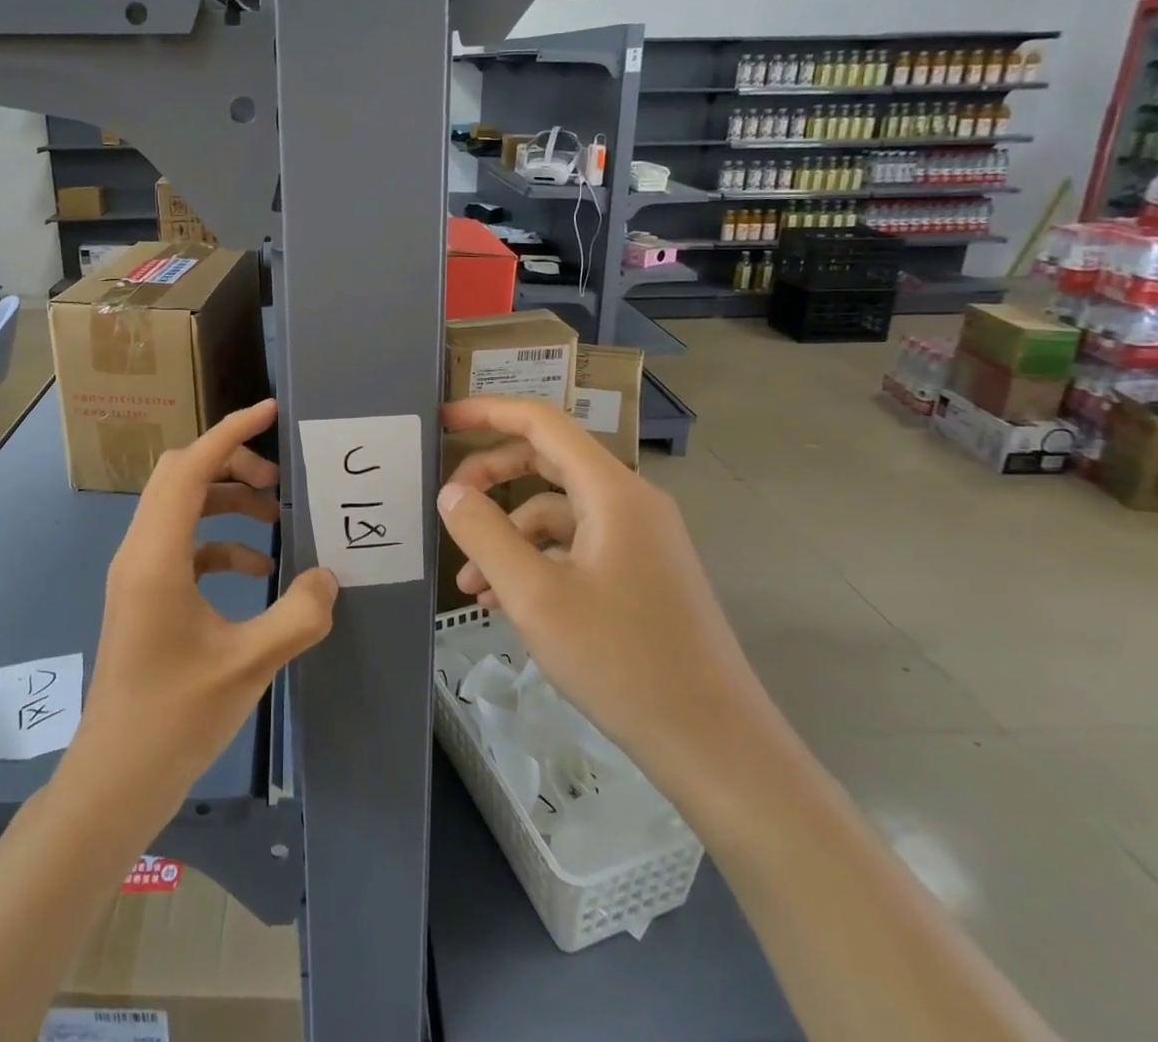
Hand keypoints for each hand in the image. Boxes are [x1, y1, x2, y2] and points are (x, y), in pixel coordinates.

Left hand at [69, 398, 337, 815]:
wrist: (114, 781)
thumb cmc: (175, 719)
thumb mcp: (249, 664)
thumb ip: (298, 614)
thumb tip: (329, 577)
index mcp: (157, 555)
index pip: (192, 466)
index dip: (231, 431)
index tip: (271, 411)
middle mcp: (140, 551)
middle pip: (182, 475)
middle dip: (233, 464)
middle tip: (280, 480)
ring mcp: (138, 574)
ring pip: (182, 508)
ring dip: (228, 501)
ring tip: (277, 517)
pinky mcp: (145, 596)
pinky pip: (184, 545)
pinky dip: (220, 542)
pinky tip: (258, 569)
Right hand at [438, 396, 778, 808]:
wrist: (714, 745)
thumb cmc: (622, 662)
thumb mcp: (535, 597)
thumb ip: (485, 534)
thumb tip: (451, 493)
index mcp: (613, 491)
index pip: (542, 423)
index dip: (489, 412)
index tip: (443, 420)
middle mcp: (630, 502)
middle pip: (548, 462)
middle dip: (492, 479)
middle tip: (448, 504)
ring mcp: (640, 539)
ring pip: (558, 512)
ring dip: (508, 535)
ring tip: (470, 585)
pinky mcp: (640, 573)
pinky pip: (577, 546)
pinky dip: (536, 561)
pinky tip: (504, 603)